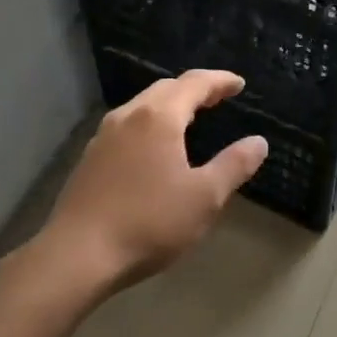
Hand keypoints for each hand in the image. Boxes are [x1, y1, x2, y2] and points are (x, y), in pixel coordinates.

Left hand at [41, 69, 267, 293]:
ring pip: (141, 107)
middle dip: (194, 89)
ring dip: (169, 106)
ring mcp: (103, 138)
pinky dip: (149, 125)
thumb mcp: (204, 197)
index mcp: (158, 118)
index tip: (239, 84)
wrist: (78, 256)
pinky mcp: (89, 160)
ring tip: (189, 119)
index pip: (194, 84)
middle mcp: (127, 117)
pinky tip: (154, 148)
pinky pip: (127, 128)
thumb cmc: (149, 223)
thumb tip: (258, 142)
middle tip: (218, 98)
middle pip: (164, 89)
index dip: (220, 81)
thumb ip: (234, 165)